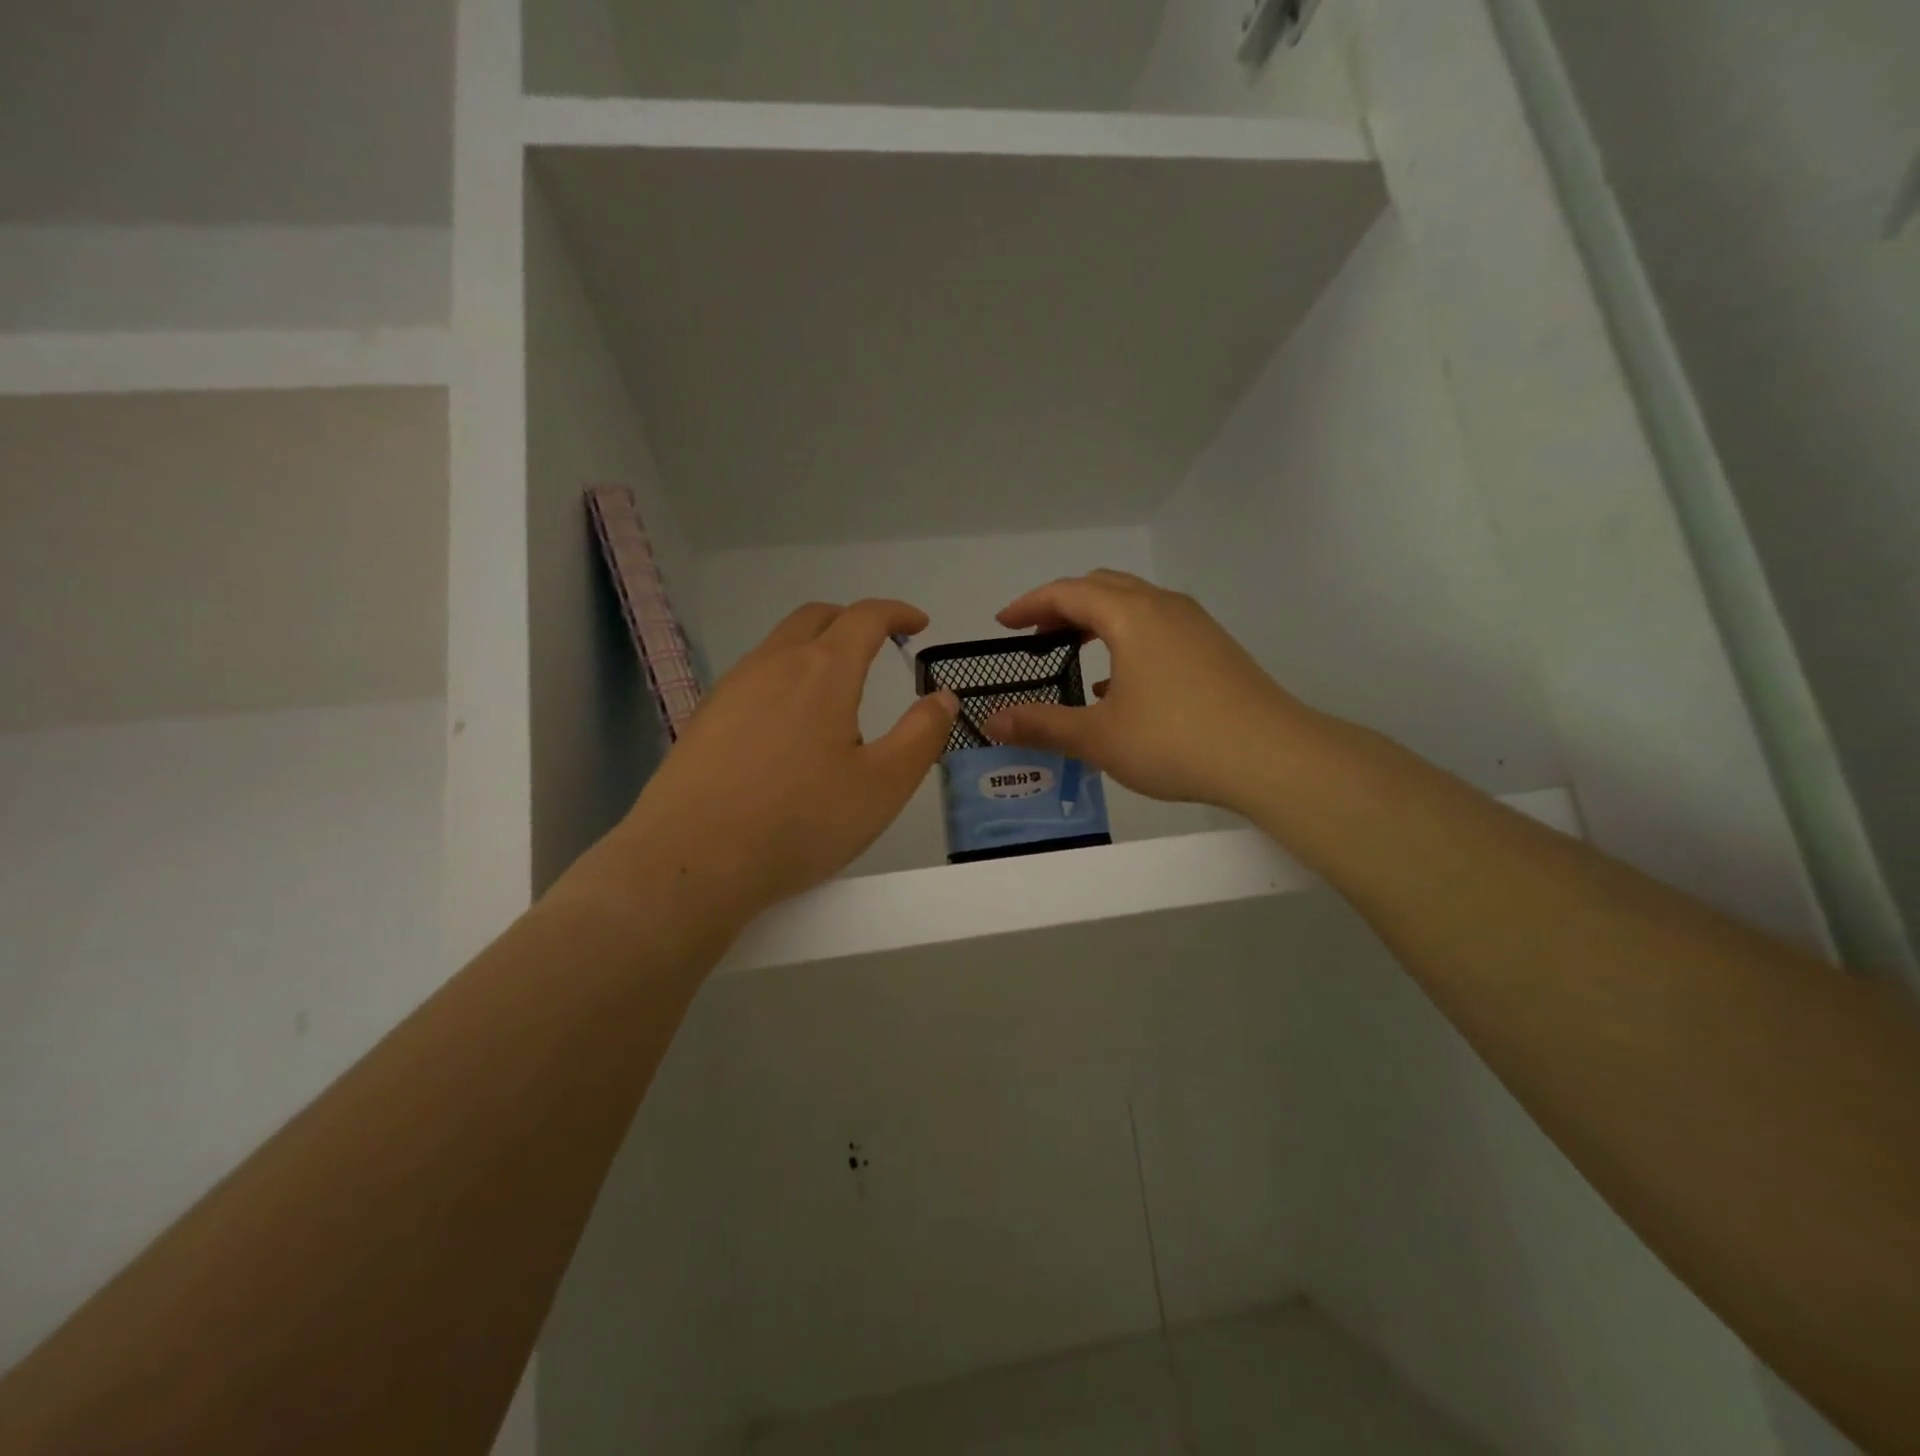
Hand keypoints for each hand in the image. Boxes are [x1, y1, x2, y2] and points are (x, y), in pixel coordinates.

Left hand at [596, 600, 957, 924]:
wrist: (691, 860)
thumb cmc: (799, 821)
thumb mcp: (883, 786)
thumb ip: (921, 736)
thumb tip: (943, 697)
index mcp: (823, 671)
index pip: (865, 617)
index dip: (897, 613)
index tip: (918, 624)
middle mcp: (773, 665)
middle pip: (816, 617)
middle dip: (853, 619)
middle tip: (879, 643)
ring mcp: (732, 689)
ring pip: (780, 645)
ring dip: (815, 647)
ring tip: (837, 687)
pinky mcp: (705, 718)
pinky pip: (754, 676)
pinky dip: (785, 676)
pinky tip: (788, 722)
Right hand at [983, 570, 1314, 813]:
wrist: (1271, 757)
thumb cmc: (1175, 740)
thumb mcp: (1098, 737)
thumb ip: (1042, 725)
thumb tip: (992, 722)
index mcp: (1131, 615)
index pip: (1068, 592)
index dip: (1029, 604)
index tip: (1002, 624)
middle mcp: (1164, 607)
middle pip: (1102, 587)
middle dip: (1063, 606)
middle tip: (1035, 635)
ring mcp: (1195, 626)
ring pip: (1134, 606)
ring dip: (1097, 621)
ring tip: (1072, 653)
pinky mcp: (1215, 649)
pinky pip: (1158, 628)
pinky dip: (1126, 640)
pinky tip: (1119, 685)